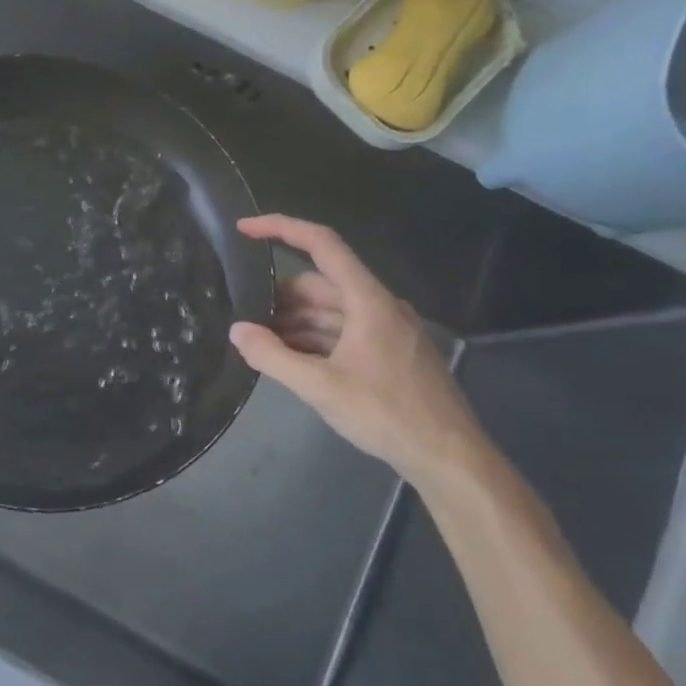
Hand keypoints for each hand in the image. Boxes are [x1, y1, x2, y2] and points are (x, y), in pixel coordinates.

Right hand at [228, 215, 493, 490]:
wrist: (448, 456)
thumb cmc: (386, 414)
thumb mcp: (320, 387)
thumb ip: (272, 356)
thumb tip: (237, 330)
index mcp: (368, 301)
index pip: (322, 245)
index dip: (281, 228)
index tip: (244, 229)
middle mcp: (379, 306)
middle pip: (320, 282)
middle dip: (279, 296)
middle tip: (244, 316)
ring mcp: (386, 330)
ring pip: (329, 310)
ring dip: (293, 321)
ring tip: (260, 344)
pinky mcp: (388, 352)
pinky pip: (341, 331)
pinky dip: (312, 338)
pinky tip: (289, 359)